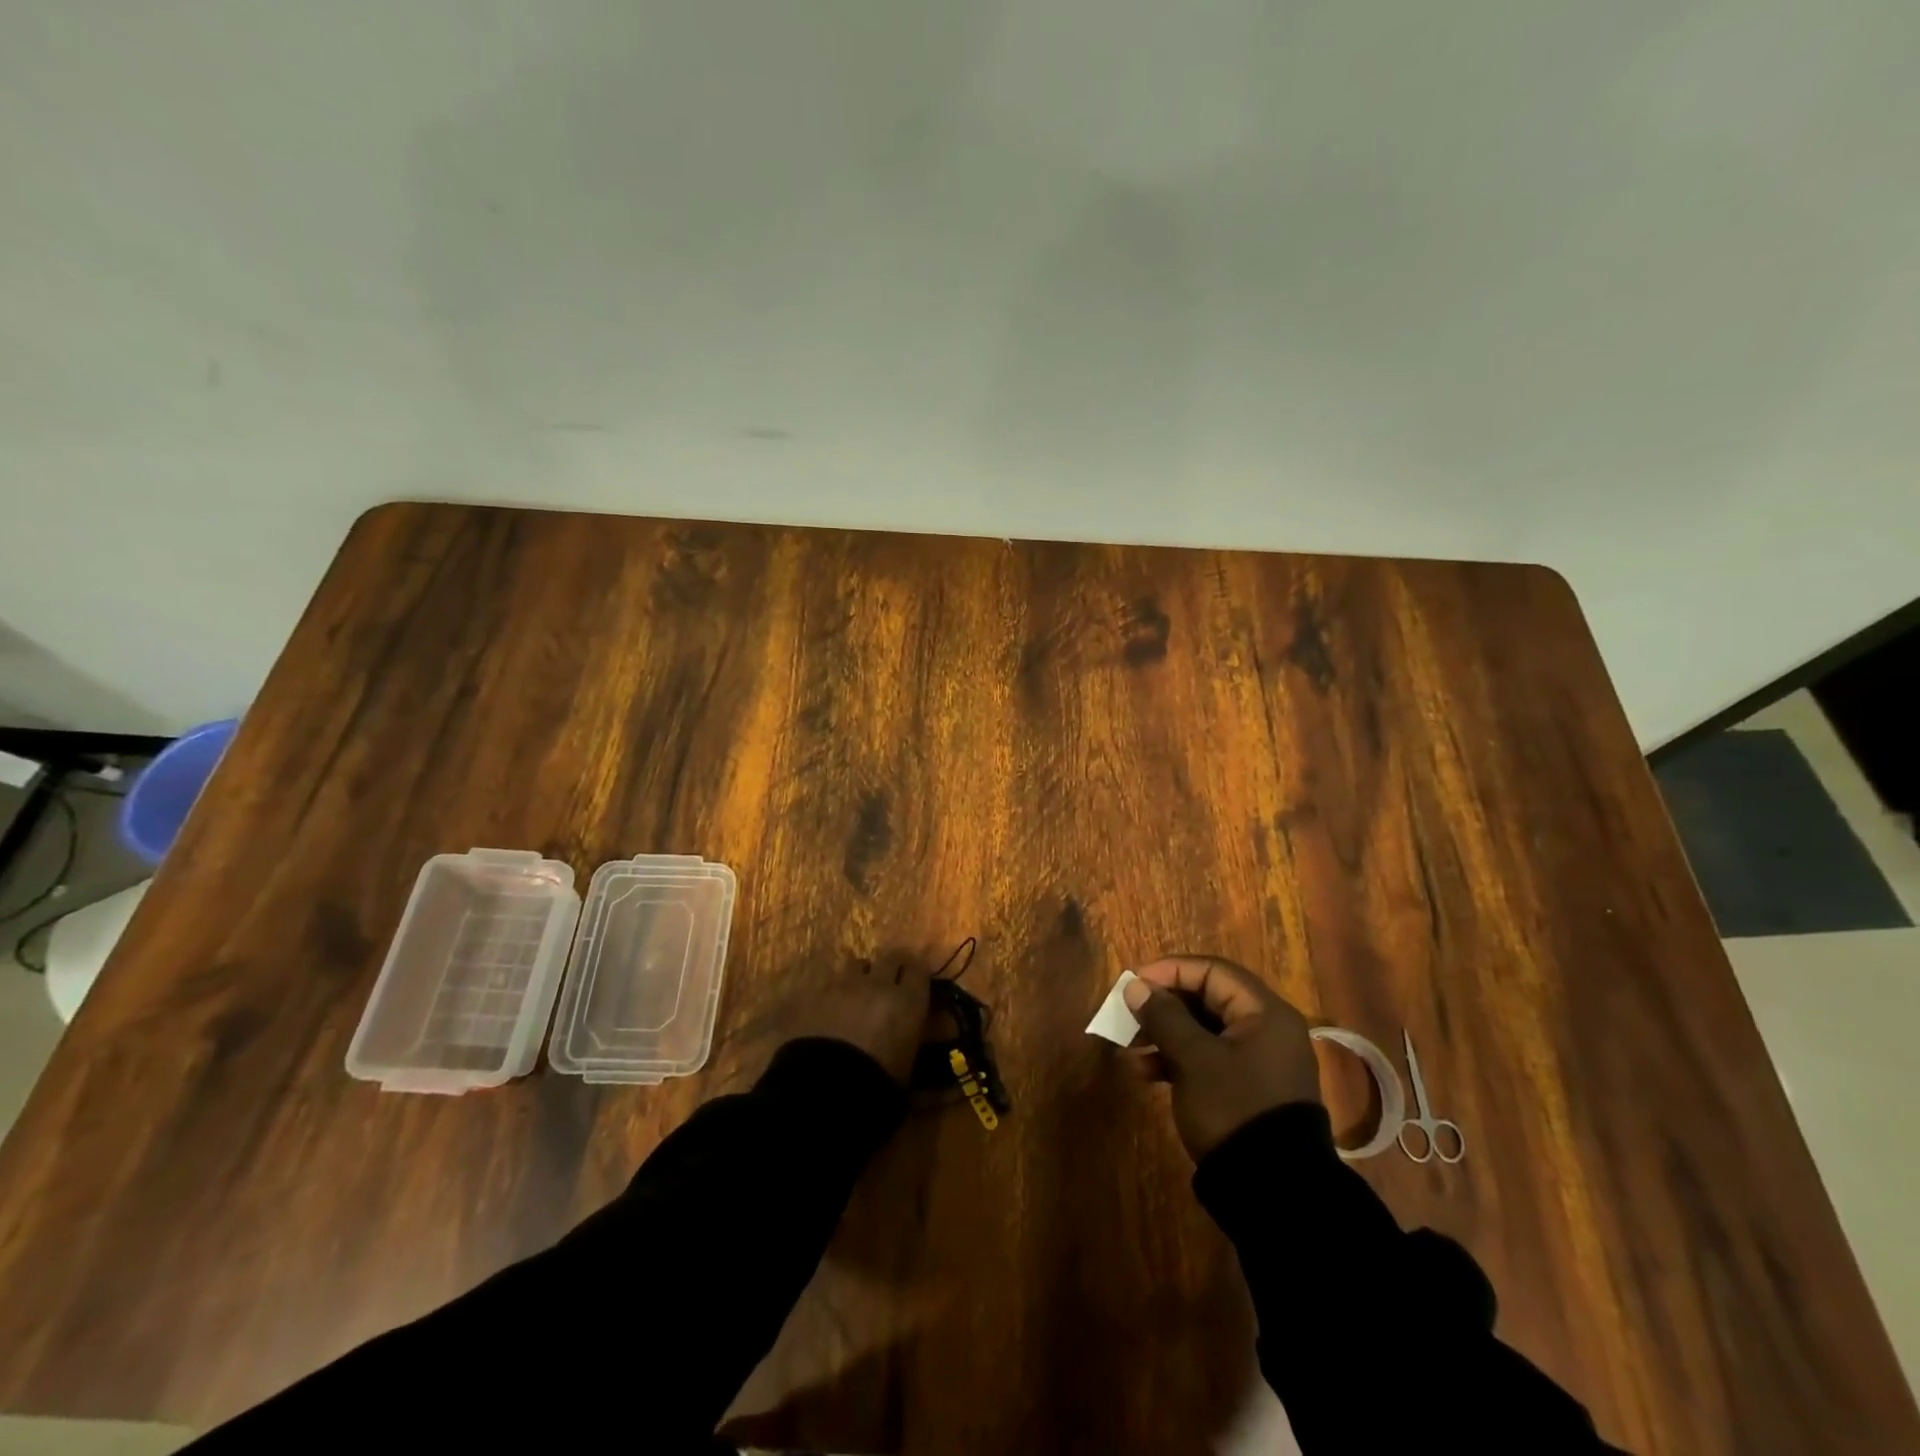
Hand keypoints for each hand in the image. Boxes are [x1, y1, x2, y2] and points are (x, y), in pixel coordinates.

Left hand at [788, 954, 932, 1085]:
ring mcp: (843, 985)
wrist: (822, 1091)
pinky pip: (827, 981)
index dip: (917, 974)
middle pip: (890, 957)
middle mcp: (878, 984)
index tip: (915, 983)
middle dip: (891, 966)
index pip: (919, 969)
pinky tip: (829, 1006)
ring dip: (860, 975)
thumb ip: (916, 1041)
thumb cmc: (876, 1088)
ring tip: (856, 994)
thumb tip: (930, 1032)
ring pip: (856, 964)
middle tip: (889, 982)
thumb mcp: (907, 1070)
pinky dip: (832, 990)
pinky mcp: (813, 993)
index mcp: (907, 1002)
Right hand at [1120, 955, 1320, 1160]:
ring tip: (1127, 1049)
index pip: (1212, 971)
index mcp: (1264, 1012)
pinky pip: (1207, 1058)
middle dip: (1162, 1006)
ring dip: (1163, 1035)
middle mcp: (1266, 1029)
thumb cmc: (1233, 1107)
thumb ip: (1164, 1016)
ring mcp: (1257, 1061)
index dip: (1169, 971)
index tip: (1133, 984)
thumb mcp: (1193, 1058)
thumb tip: (1136, 986)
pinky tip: (1144, 1073)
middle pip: (1206, 999)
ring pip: (1203, 1030)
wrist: (1273, 1191)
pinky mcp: (1247, 1088)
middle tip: (1127, 1015)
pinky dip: (1177, 1059)